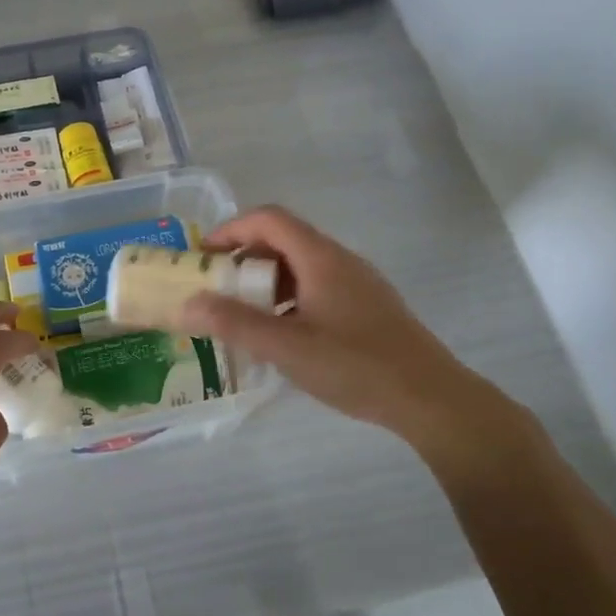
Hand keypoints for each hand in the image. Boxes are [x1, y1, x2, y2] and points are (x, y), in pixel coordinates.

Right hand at [181, 207, 539, 476]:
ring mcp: (358, 283)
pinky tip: (284, 336)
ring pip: (302, 266)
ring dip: (267, 281)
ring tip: (245, 316)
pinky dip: (290, 299)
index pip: (269, 219)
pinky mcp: (368, 307)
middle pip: (284, 240)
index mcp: (320, 258)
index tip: (203, 255)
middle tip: (218, 289)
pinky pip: (318, 287)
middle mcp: (340, 260)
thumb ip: (234, 324)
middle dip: (245, 258)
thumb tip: (186, 304)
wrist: (429, 397)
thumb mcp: (286, 347)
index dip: (231, 228)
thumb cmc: (354, 365)